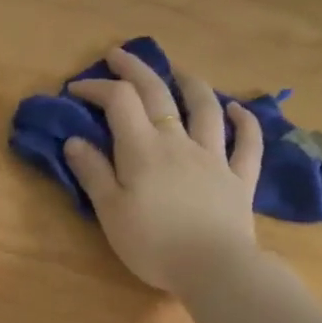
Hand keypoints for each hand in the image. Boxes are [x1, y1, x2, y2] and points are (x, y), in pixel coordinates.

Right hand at [63, 46, 263, 293]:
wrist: (213, 268)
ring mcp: (214, 157)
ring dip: (191, 84)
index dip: (97, 87)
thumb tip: (74, 140)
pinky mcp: (240, 179)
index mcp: (143, 149)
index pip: (119, 102)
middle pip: (158, 94)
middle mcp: (179, 142)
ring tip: (179, 72)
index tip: (77, 89)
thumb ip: (93, 172)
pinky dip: (244, 121)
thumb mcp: (110, 211)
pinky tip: (237, 109)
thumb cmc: (153, 244)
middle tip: (119, 55)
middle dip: (136, 69)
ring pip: (205, 109)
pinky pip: (247, 143)